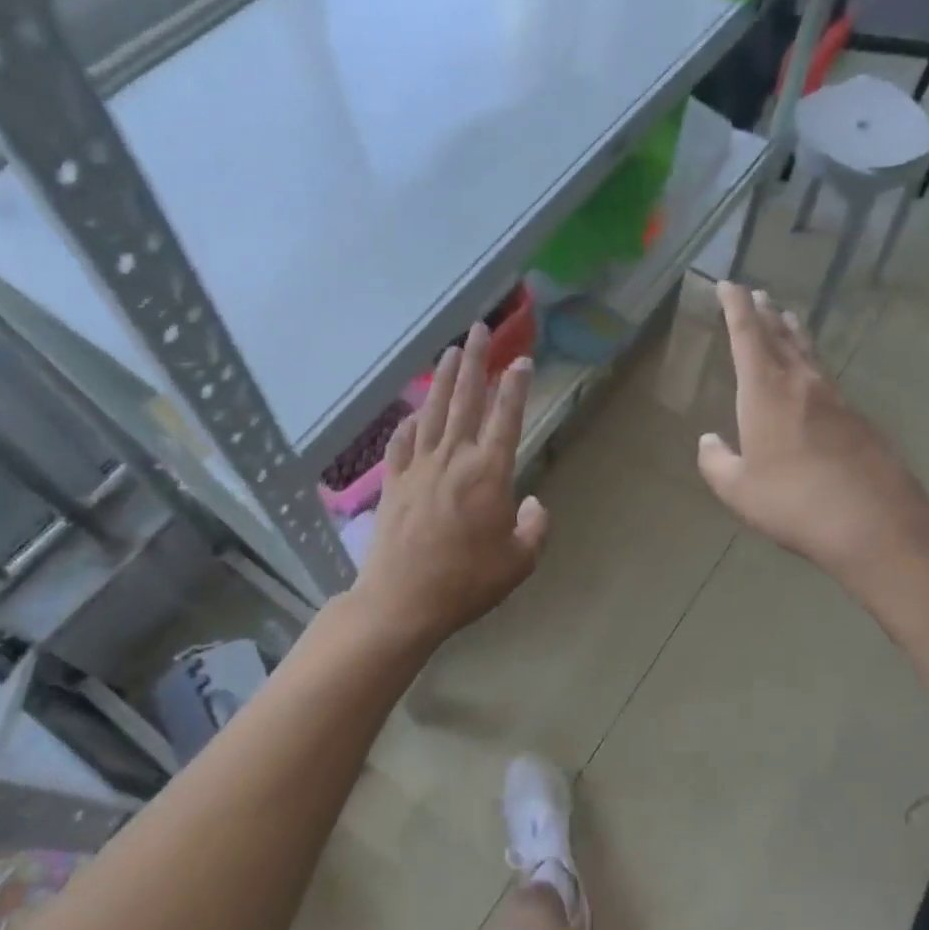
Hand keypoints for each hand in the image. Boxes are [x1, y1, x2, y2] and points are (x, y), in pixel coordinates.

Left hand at [352, 323, 549, 645]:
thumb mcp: (519, 562)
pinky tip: (414, 413)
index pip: (506, 417)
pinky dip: (410, 424)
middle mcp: (454, 459)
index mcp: (489, 473)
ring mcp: (419, 467)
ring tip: (451, 350)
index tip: (520, 359)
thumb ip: (534, 528)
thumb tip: (531, 503)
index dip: (515, 386)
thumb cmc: (467, 582)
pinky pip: (403, 443)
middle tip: (479, 329)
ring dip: (444, 379)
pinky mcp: (394, 482)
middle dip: (476, 362)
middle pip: (466, 400)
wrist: (403, 600)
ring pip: (434, 412)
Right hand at [696, 282, 928, 584]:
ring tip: (786, 319)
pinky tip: (811, 379)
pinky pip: (826, 379)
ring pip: (809, 354)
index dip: (736, 307)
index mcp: (765, 392)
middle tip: (757, 294)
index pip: (747, 335)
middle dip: (765, 313)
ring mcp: (835, 400)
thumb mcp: (738, 489)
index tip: (728, 284)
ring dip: (793, 333)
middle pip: (781, 336)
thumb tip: (709, 442)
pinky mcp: (857, 420)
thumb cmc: (793, 502)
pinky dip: (811, 366)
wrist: (874, 522)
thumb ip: (716, 462)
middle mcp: (801, 384)